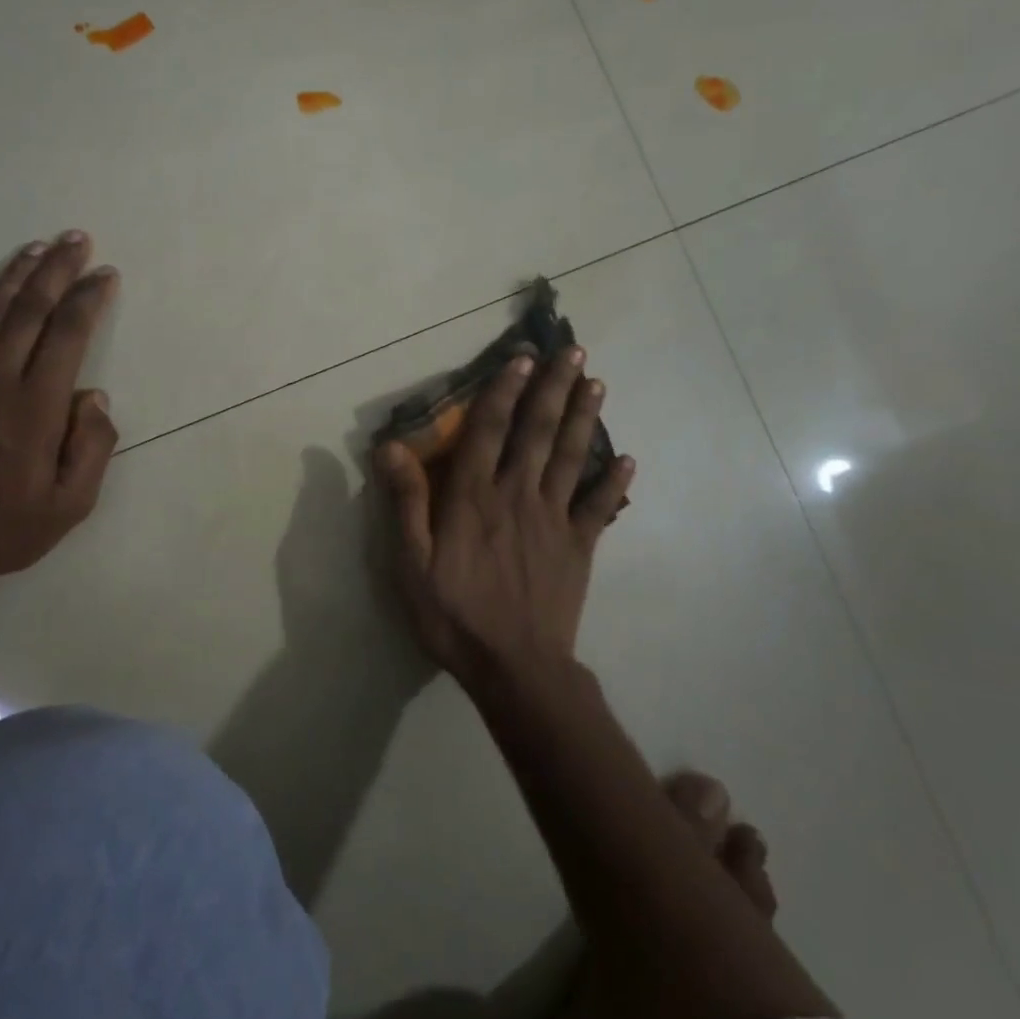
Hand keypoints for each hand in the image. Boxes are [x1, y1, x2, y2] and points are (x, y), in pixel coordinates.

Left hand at [0, 232, 119, 598]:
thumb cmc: (6, 530)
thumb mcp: (72, 504)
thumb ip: (92, 446)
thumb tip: (94, 395)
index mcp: (35, 407)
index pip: (67, 335)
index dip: (88, 299)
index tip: (105, 275)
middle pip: (28, 311)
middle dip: (56, 270)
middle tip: (75, 239)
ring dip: (12, 277)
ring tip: (34, 248)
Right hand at [378, 347, 632, 684]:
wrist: (514, 666)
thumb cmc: (454, 614)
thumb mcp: (411, 563)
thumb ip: (406, 502)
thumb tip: (391, 447)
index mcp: (474, 496)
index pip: (490, 430)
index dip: (504, 390)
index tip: (522, 358)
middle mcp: (518, 494)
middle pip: (538, 431)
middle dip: (555, 388)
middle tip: (574, 352)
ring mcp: (554, 519)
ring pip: (570, 457)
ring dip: (584, 417)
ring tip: (597, 383)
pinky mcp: (580, 546)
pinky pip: (600, 507)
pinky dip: (614, 482)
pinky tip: (628, 459)